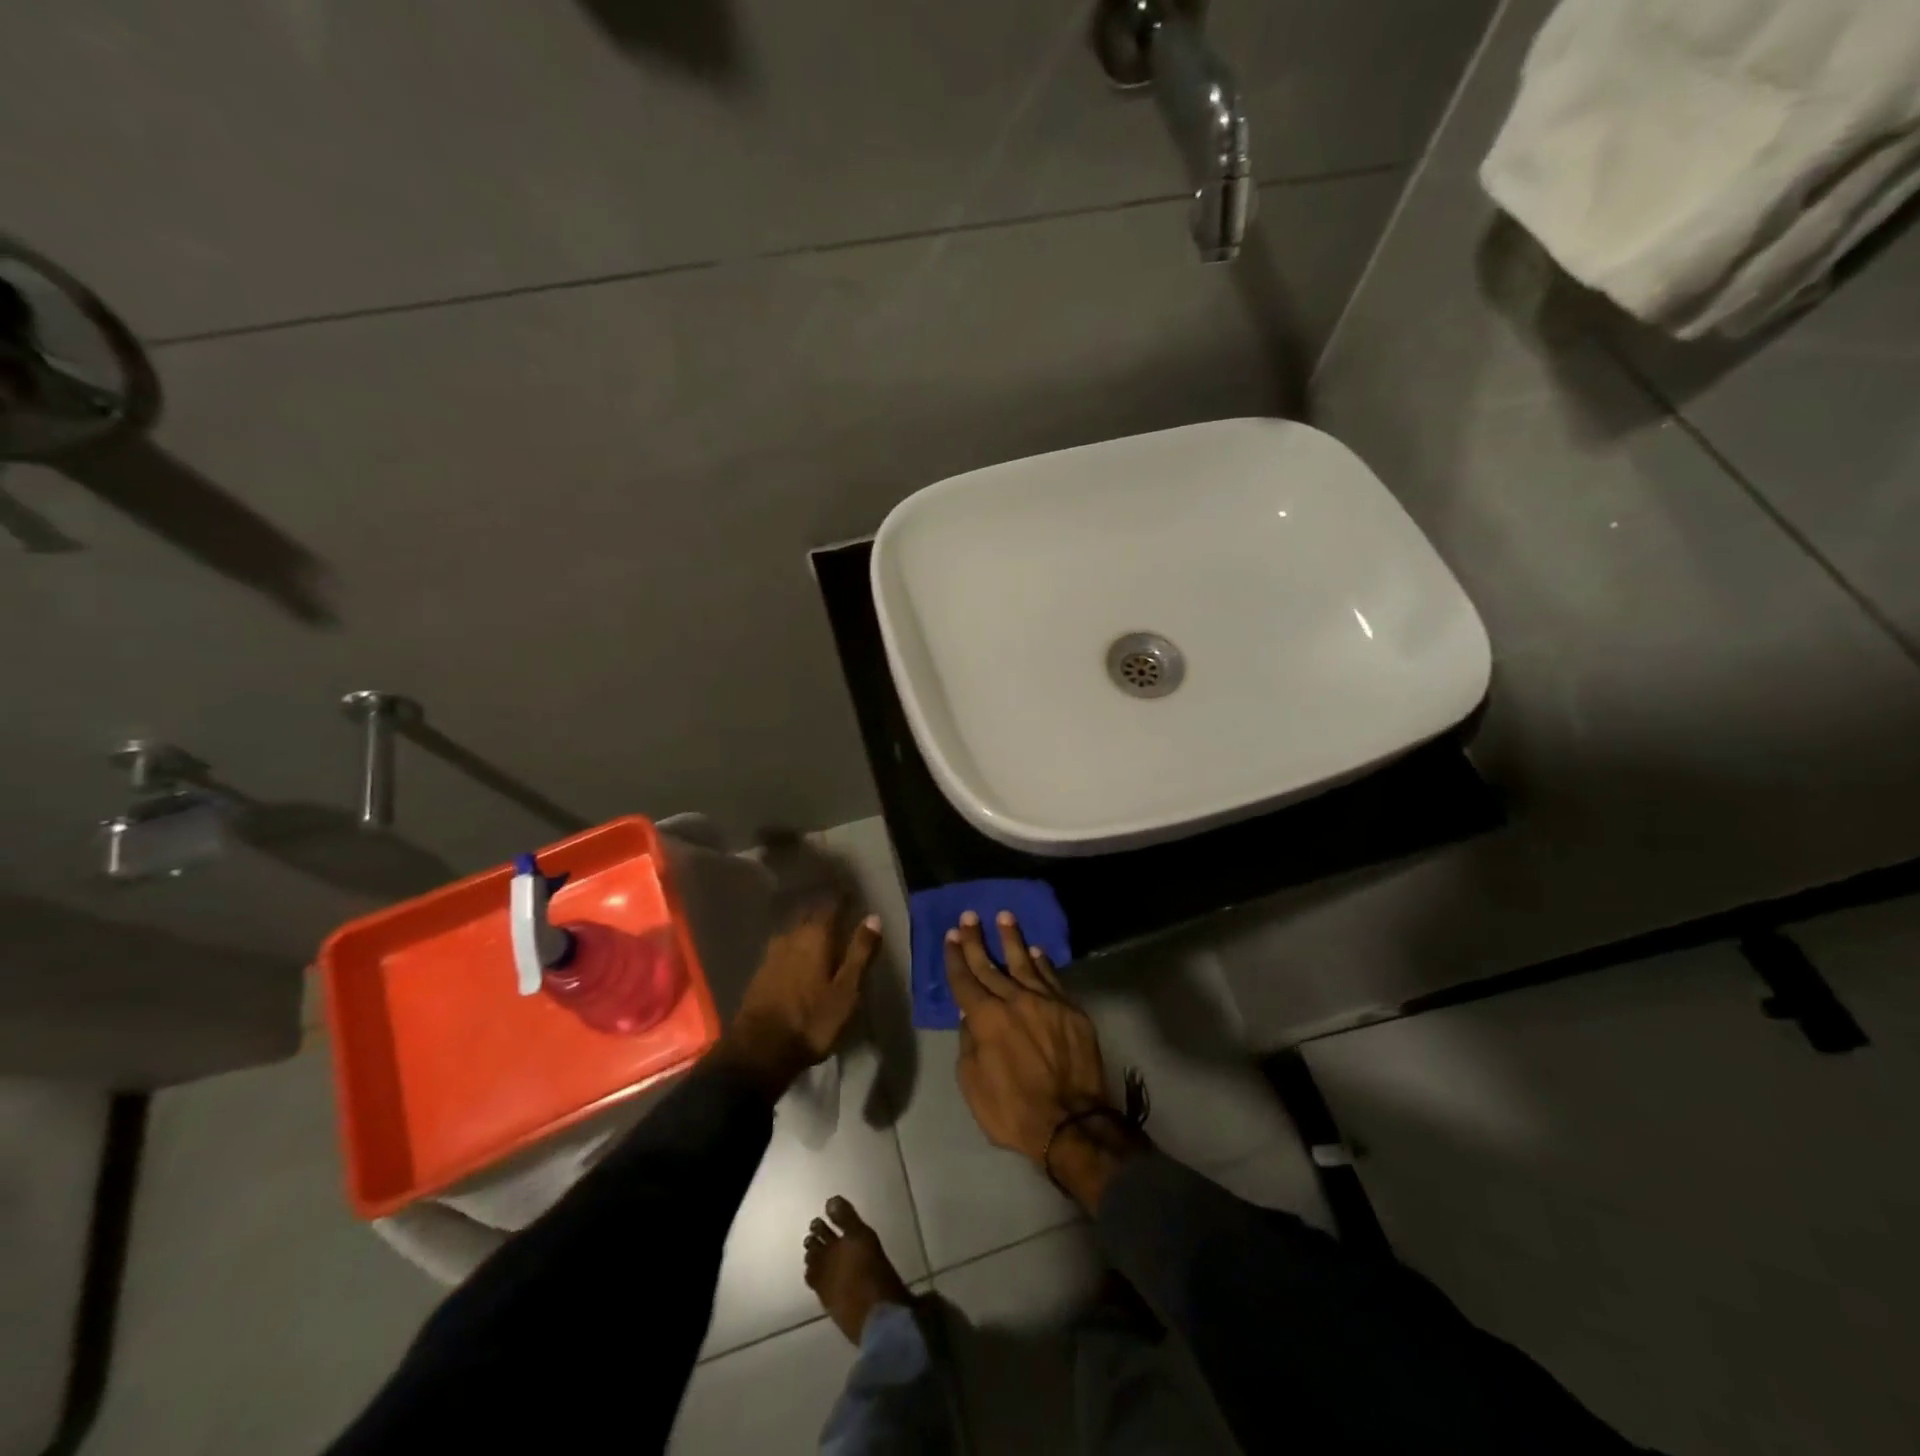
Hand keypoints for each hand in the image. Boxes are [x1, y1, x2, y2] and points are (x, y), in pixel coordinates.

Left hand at [723, 904, 881, 1099]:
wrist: (759, 1050)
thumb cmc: (812, 1020)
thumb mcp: (847, 989)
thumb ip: (860, 952)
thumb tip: (873, 917)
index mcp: (815, 935)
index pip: (831, 905)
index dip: (843, 898)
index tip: (854, 895)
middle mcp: (791, 936)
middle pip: (810, 914)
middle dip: (825, 910)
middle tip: (841, 911)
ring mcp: (772, 953)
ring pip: (795, 930)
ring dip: (809, 928)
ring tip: (823, 933)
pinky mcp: (761, 971)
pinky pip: (784, 947)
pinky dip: (796, 946)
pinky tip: (801, 956)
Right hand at [945, 911, 1134, 1207]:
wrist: (1072, 1123)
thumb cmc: (1014, 1111)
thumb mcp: (973, 1085)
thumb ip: (969, 1044)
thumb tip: (970, 1015)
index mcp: (986, 1018)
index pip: (964, 980)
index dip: (955, 957)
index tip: (951, 936)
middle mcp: (1014, 1000)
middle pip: (990, 965)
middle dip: (976, 940)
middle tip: (969, 917)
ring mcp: (1046, 1002)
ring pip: (1024, 962)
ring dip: (1012, 939)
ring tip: (1005, 916)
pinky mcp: (1071, 1010)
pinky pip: (1052, 978)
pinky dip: (1041, 963)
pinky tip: (1035, 951)